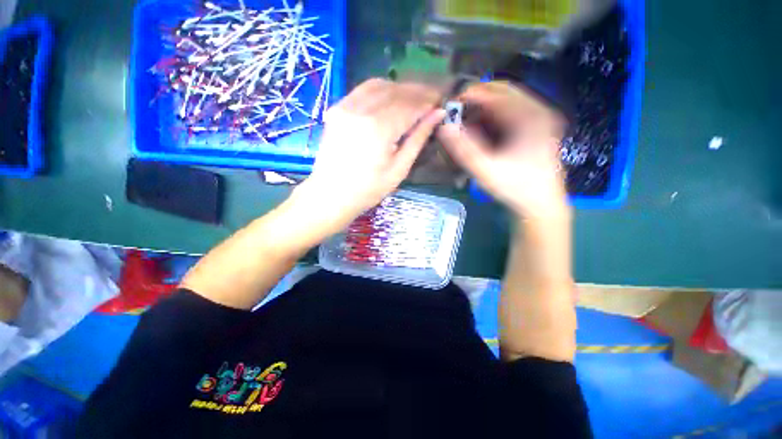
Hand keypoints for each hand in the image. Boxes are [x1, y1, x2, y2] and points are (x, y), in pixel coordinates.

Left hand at [293, 78, 444, 234]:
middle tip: (431, 98)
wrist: (331, 194)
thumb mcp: (399, 168)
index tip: (440, 102)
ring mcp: (346, 106)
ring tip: (413, 99)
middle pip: (396, 90)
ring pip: (379, 85)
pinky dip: (381, 90)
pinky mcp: (337, 109)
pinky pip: (363, 90)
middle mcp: (361, 109)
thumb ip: (418, 138)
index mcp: (379, 128)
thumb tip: (437, 114)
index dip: (428, 101)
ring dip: (400, 88)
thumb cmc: (368, 189)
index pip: (410, 105)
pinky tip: (390, 100)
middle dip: (417, 92)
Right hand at [437, 81, 567, 217]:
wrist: (541, 204)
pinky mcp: (537, 128)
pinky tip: (482, 130)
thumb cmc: (515, 188)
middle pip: (503, 91)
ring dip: (484, 108)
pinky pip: (511, 112)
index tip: (449, 105)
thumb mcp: (485, 170)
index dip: (470, 95)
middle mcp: (539, 111)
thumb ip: (463, 149)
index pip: (496, 93)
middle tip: (457, 114)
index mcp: (531, 117)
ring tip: (466, 122)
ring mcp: (540, 118)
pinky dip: (493, 117)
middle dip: (477, 99)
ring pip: (507, 101)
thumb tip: (443, 127)